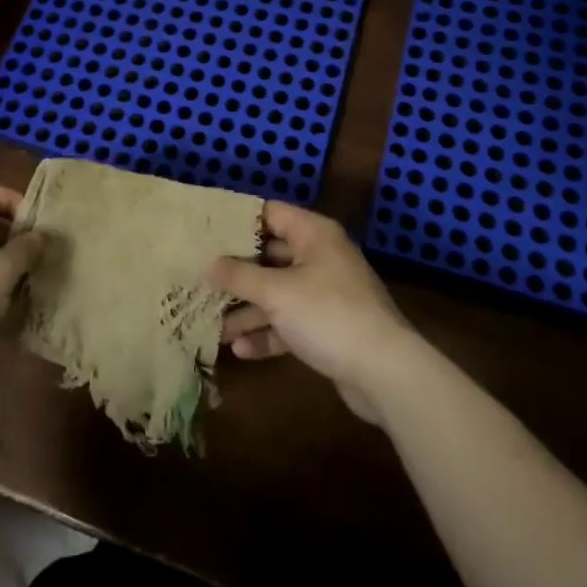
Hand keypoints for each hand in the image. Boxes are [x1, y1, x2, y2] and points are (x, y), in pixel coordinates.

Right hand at [212, 202, 420, 424]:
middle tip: (200, 277)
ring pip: (278, 293)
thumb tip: (210, 264)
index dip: (238, 220)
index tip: (204, 230)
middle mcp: (320, 257)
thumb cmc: (327, 315)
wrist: (386, 372)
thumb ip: (239, 275)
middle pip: (270, 256)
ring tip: (213, 324)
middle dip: (236, 272)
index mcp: (313, 234)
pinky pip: (290, 322)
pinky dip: (268, 333)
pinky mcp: (329, 327)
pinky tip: (241, 350)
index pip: (269, 213)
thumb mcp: (276, 292)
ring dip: (248, 309)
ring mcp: (326, 293)